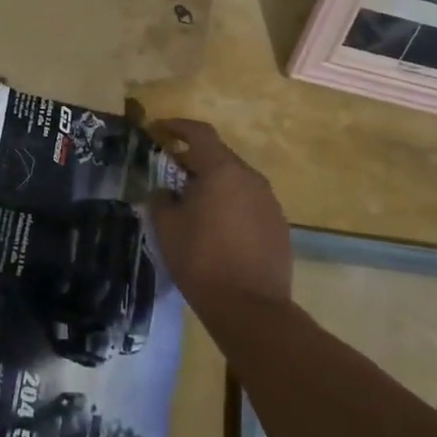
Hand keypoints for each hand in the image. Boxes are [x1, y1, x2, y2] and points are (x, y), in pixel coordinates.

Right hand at [145, 119, 291, 319]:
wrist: (251, 309)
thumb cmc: (202, 260)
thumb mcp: (167, 227)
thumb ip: (161, 200)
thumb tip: (165, 192)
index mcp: (222, 170)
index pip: (199, 133)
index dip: (176, 127)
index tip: (158, 131)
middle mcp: (250, 178)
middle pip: (218, 156)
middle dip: (193, 160)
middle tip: (170, 173)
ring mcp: (269, 201)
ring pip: (235, 180)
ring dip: (213, 184)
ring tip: (192, 203)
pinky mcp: (279, 225)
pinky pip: (249, 202)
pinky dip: (230, 204)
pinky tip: (217, 227)